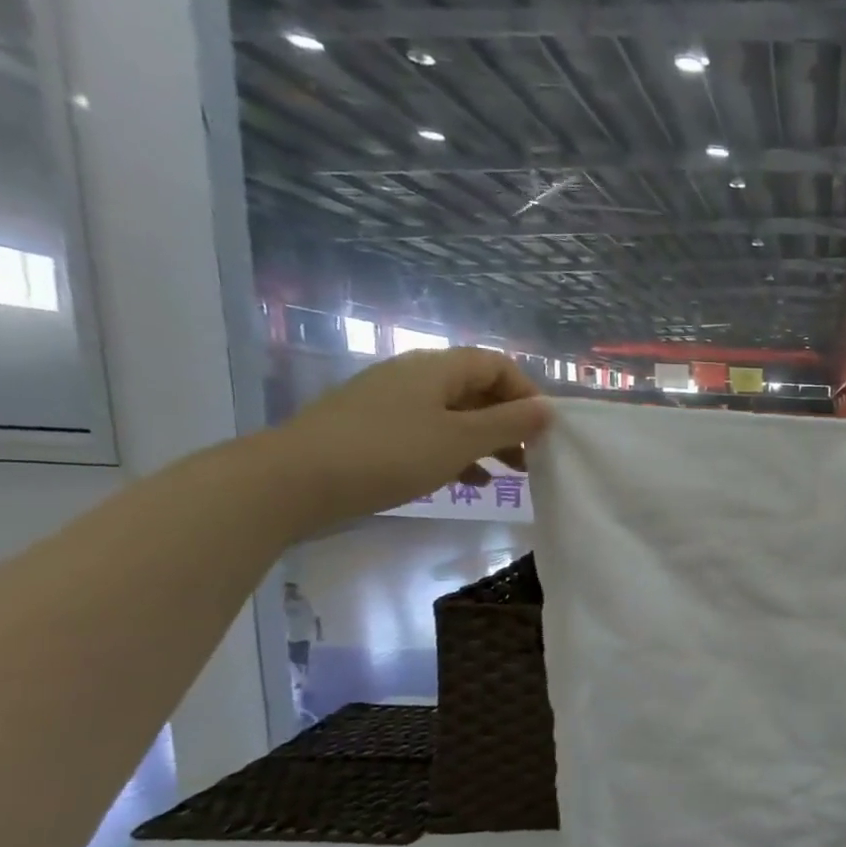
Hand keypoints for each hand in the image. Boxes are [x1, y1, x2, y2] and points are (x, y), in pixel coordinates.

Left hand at [266, 347, 551, 530]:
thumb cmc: (389, 454)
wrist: (297, 479)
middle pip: (477, 389)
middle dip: (510, 422)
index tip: (544, 432)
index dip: (527, 393)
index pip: (497, 364)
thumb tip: (548, 409)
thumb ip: (509, 424)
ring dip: (487, 440)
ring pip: (455, 414)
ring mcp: (392, 402)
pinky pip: (430, 432)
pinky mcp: (375, 429)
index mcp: (437, 369)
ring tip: (509, 474)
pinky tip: (469, 482)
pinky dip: (457, 452)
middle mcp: (415, 376)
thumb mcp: (460, 440)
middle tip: (532, 458)